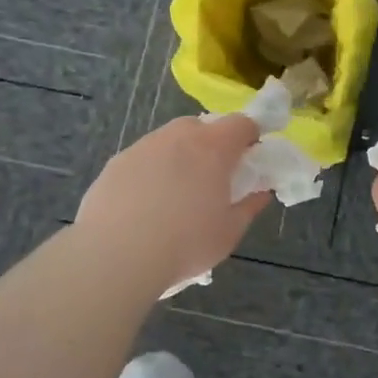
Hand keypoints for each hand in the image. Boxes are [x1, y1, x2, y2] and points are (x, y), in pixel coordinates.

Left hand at [75, 115, 269, 290]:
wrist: (116, 255)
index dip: (250, 136)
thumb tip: (261, 193)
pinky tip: (144, 204)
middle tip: (212, 179)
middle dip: (212, 144)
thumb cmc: (185, 243)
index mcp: (213, 147)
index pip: (241, 123)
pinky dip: (151, 171)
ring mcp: (144, 146)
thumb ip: (248, 207)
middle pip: (202, 126)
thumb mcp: (228, 232)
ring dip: (179, 156)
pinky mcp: (117, 162)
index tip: (250, 159)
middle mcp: (178, 136)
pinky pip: (143, 158)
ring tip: (175, 194)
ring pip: (169, 140)